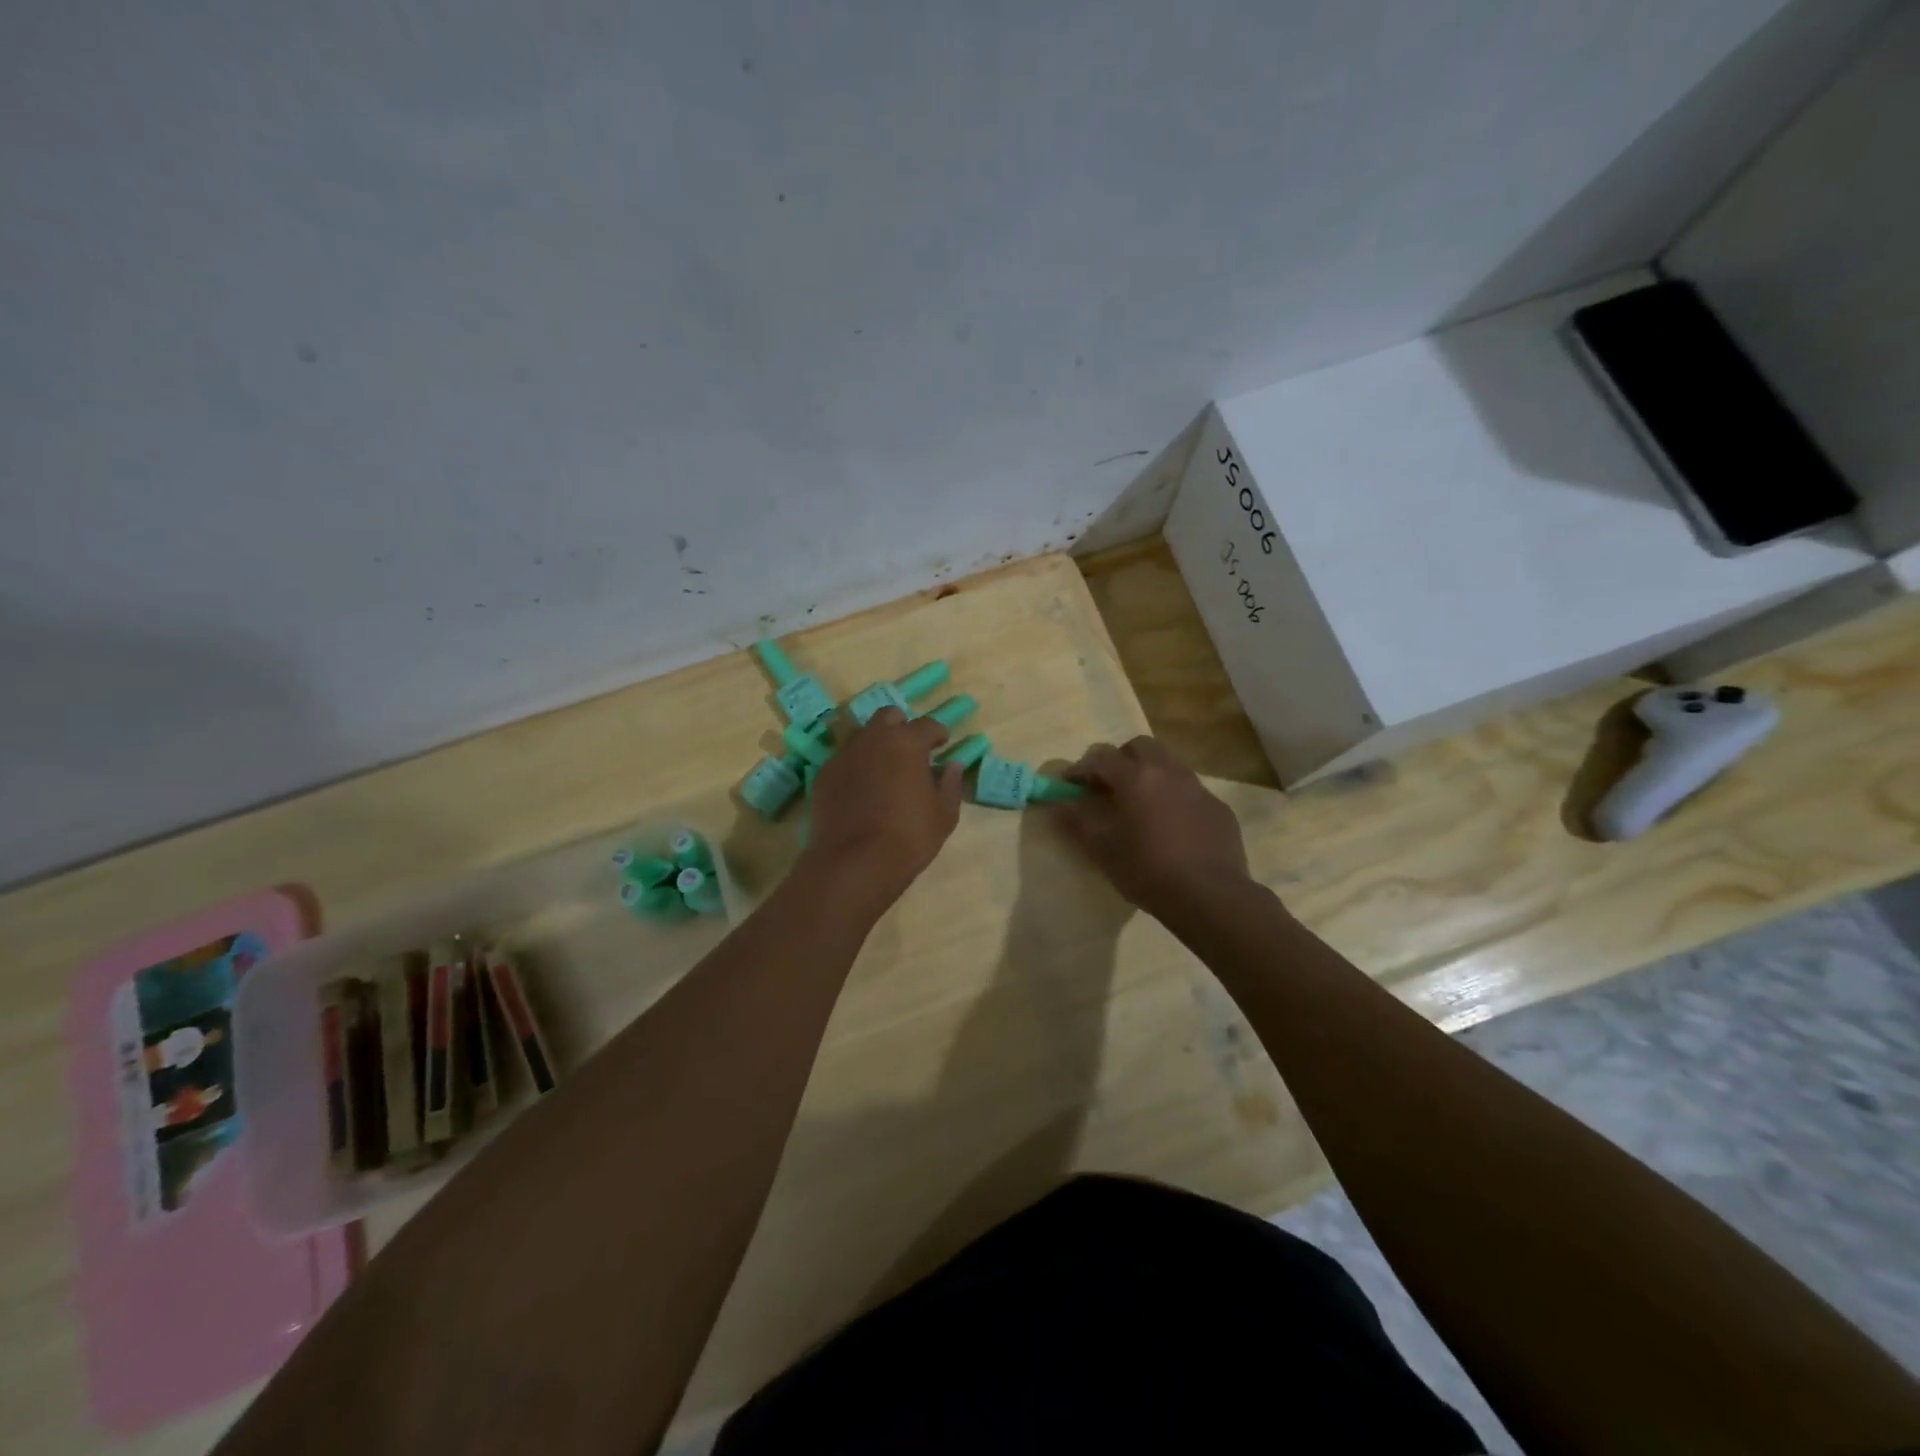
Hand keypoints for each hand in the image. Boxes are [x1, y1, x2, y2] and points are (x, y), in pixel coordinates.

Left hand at [802, 707, 963, 905]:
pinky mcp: (823, 775)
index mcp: (906, 742)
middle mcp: (872, 738)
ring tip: (884, 768)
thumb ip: (950, 784)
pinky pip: (843, 760)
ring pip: (862, 735)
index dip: (937, 733)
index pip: (927, 724)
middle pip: (888, 717)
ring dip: (876, 744)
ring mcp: (843, 755)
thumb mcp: (944, 814)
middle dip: (901, 727)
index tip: (942, 744)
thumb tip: (952, 766)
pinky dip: (855, 766)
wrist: (854, 862)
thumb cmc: (909, 836)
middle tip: (910, 750)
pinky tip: (861, 788)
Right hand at [1051, 737, 1248, 915]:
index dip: (1080, 768)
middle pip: (1140, 747)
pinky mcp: (1219, 808)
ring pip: (1169, 765)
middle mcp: (1169, 772)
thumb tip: (1060, 802)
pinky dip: (1173, 798)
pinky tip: (1171, 828)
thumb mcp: (1101, 848)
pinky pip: (1190, 791)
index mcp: (1136, 777)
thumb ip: (1076, 820)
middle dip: (1120, 760)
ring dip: (1149, 775)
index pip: (1101, 757)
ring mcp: (1198, 788)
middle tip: (1108, 787)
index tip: (1069, 785)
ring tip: (1139, 806)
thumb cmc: (1147, 870)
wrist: (1210, 896)